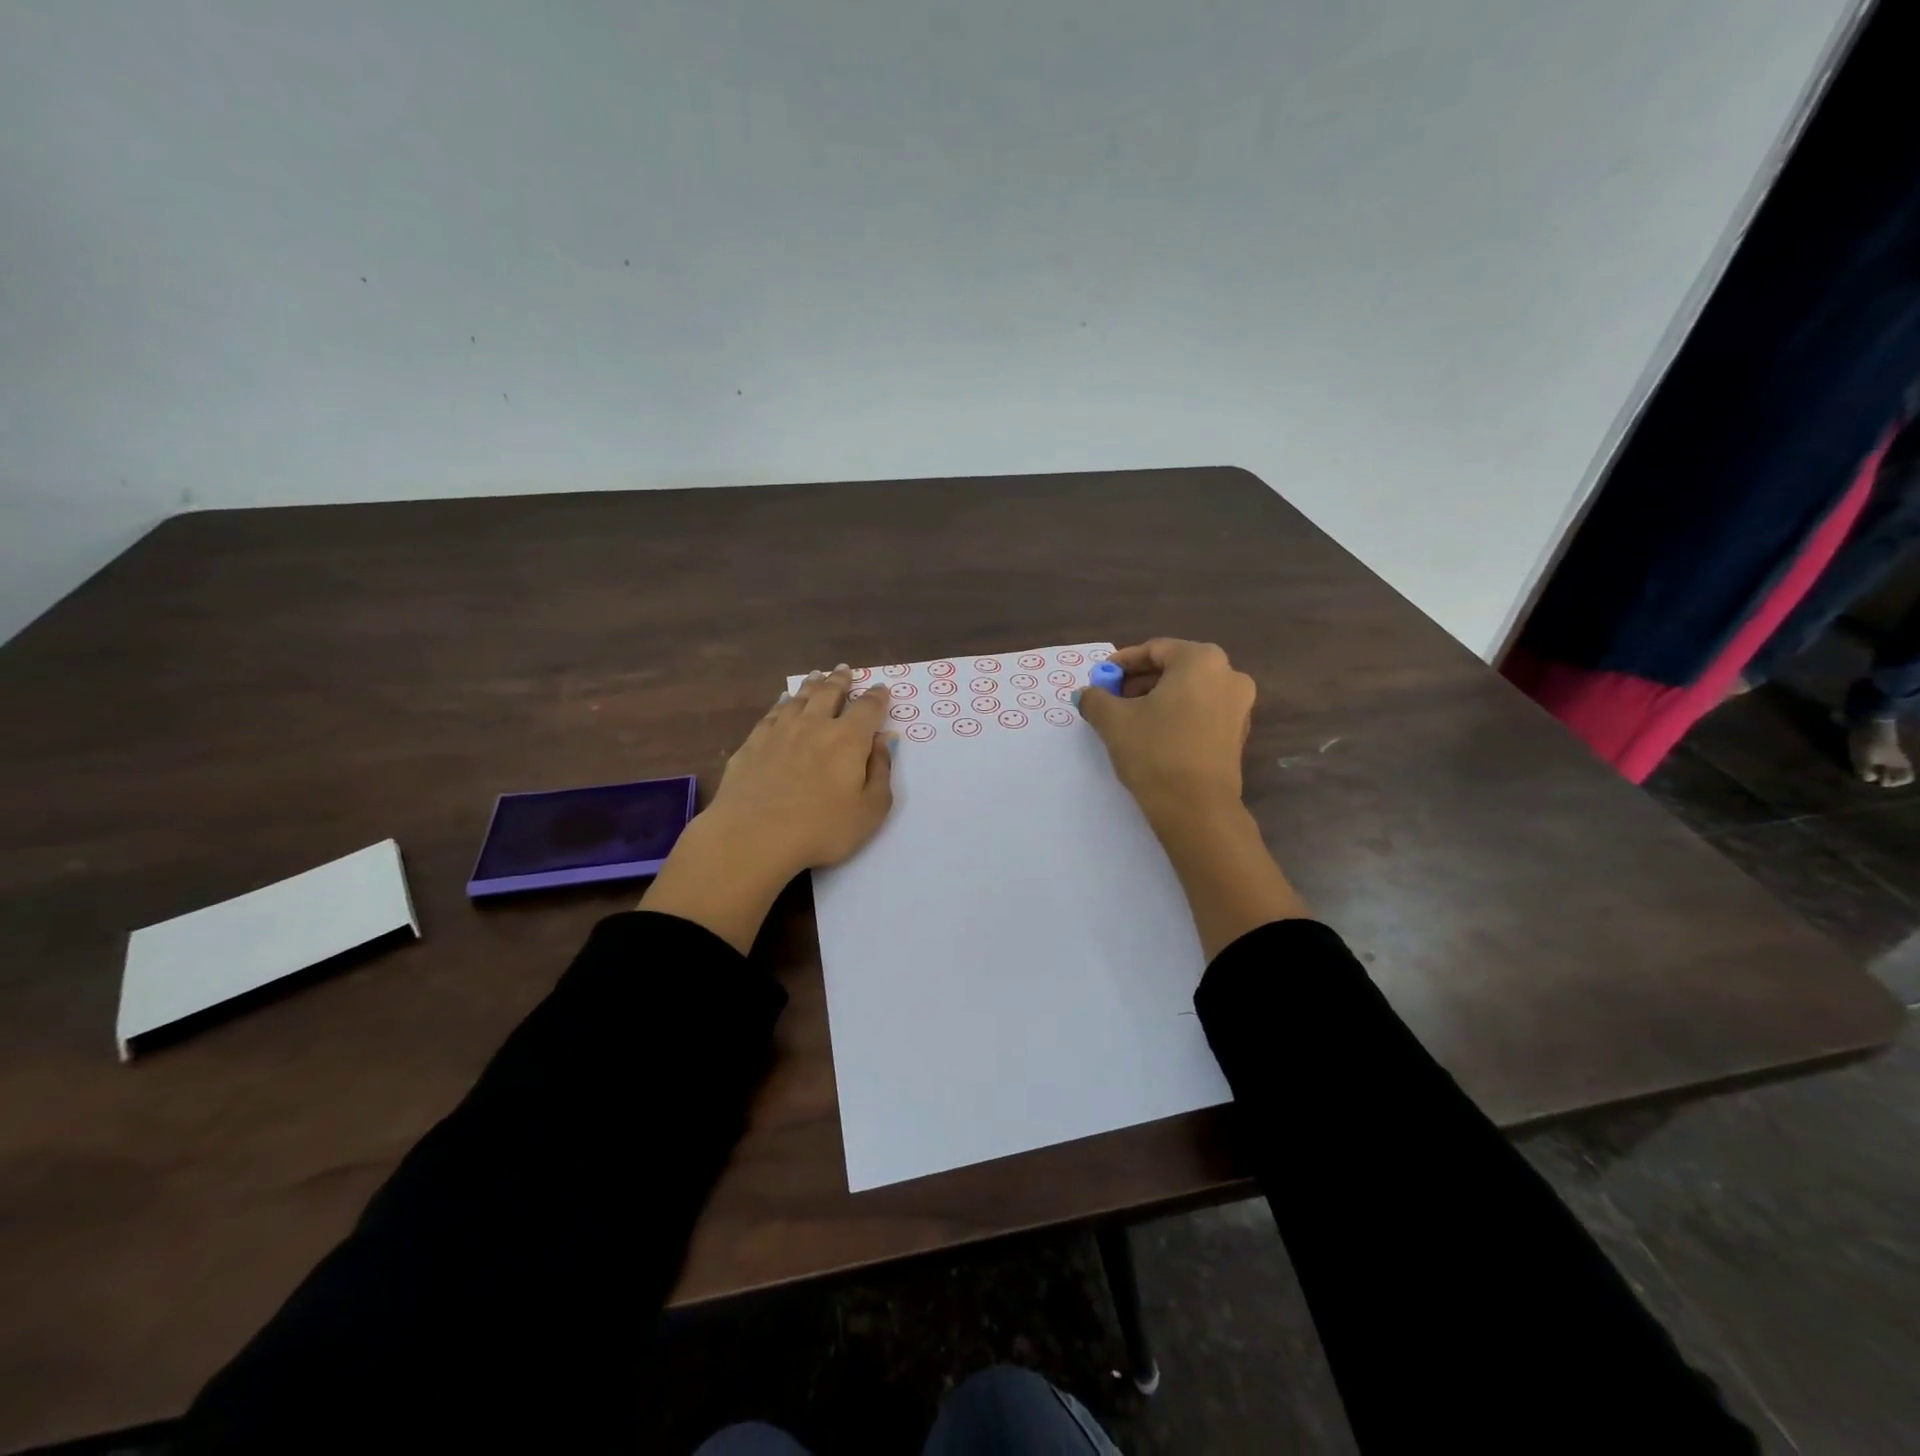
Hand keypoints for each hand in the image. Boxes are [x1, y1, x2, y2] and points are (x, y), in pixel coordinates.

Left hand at [642, 666, 894, 951]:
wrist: (753, 837)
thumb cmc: (821, 829)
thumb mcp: (870, 810)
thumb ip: (881, 772)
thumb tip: (882, 741)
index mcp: (849, 739)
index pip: (868, 707)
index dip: (877, 697)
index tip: (882, 689)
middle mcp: (815, 725)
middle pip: (830, 693)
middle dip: (841, 680)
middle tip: (845, 670)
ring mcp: (780, 731)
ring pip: (799, 698)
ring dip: (812, 685)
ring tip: (818, 676)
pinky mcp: (752, 744)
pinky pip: (772, 713)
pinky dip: (782, 702)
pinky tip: (783, 701)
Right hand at [1076, 639, 1255, 830]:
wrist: (1195, 808)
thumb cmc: (1154, 751)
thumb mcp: (1113, 721)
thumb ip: (1095, 698)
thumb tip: (1087, 693)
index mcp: (1201, 660)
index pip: (1154, 650)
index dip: (1121, 663)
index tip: (1099, 679)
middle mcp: (1228, 675)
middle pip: (1173, 668)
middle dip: (1138, 682)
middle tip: (1110, 699)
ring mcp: (1239, 706)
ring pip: (1188, 691)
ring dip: (1156, 699)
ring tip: (1127, 719)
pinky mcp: (1237, 734)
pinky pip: (1201, 712)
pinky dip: (1176, 716)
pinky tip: (1152, 736)